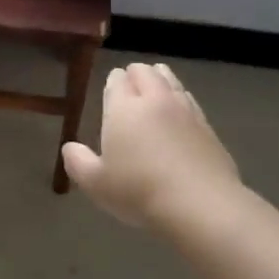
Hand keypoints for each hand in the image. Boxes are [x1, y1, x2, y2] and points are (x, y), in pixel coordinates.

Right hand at [60, 62, 241, 228]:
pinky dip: (180, 101)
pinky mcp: (208, 126)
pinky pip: (190, 100)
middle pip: (145, 72)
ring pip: (171, 80)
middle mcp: (155, 100)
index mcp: (124, 108)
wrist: (201, 206)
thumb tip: (70, 148)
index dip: (112, 83)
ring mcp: (185, 111)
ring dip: (160, 82)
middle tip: (129, 92)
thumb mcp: (95, 184)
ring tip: (154, 97)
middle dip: (135, 75)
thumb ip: (77, 162)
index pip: (117, 80)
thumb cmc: (139, 192)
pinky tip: (178, 117)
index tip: (109, 94)